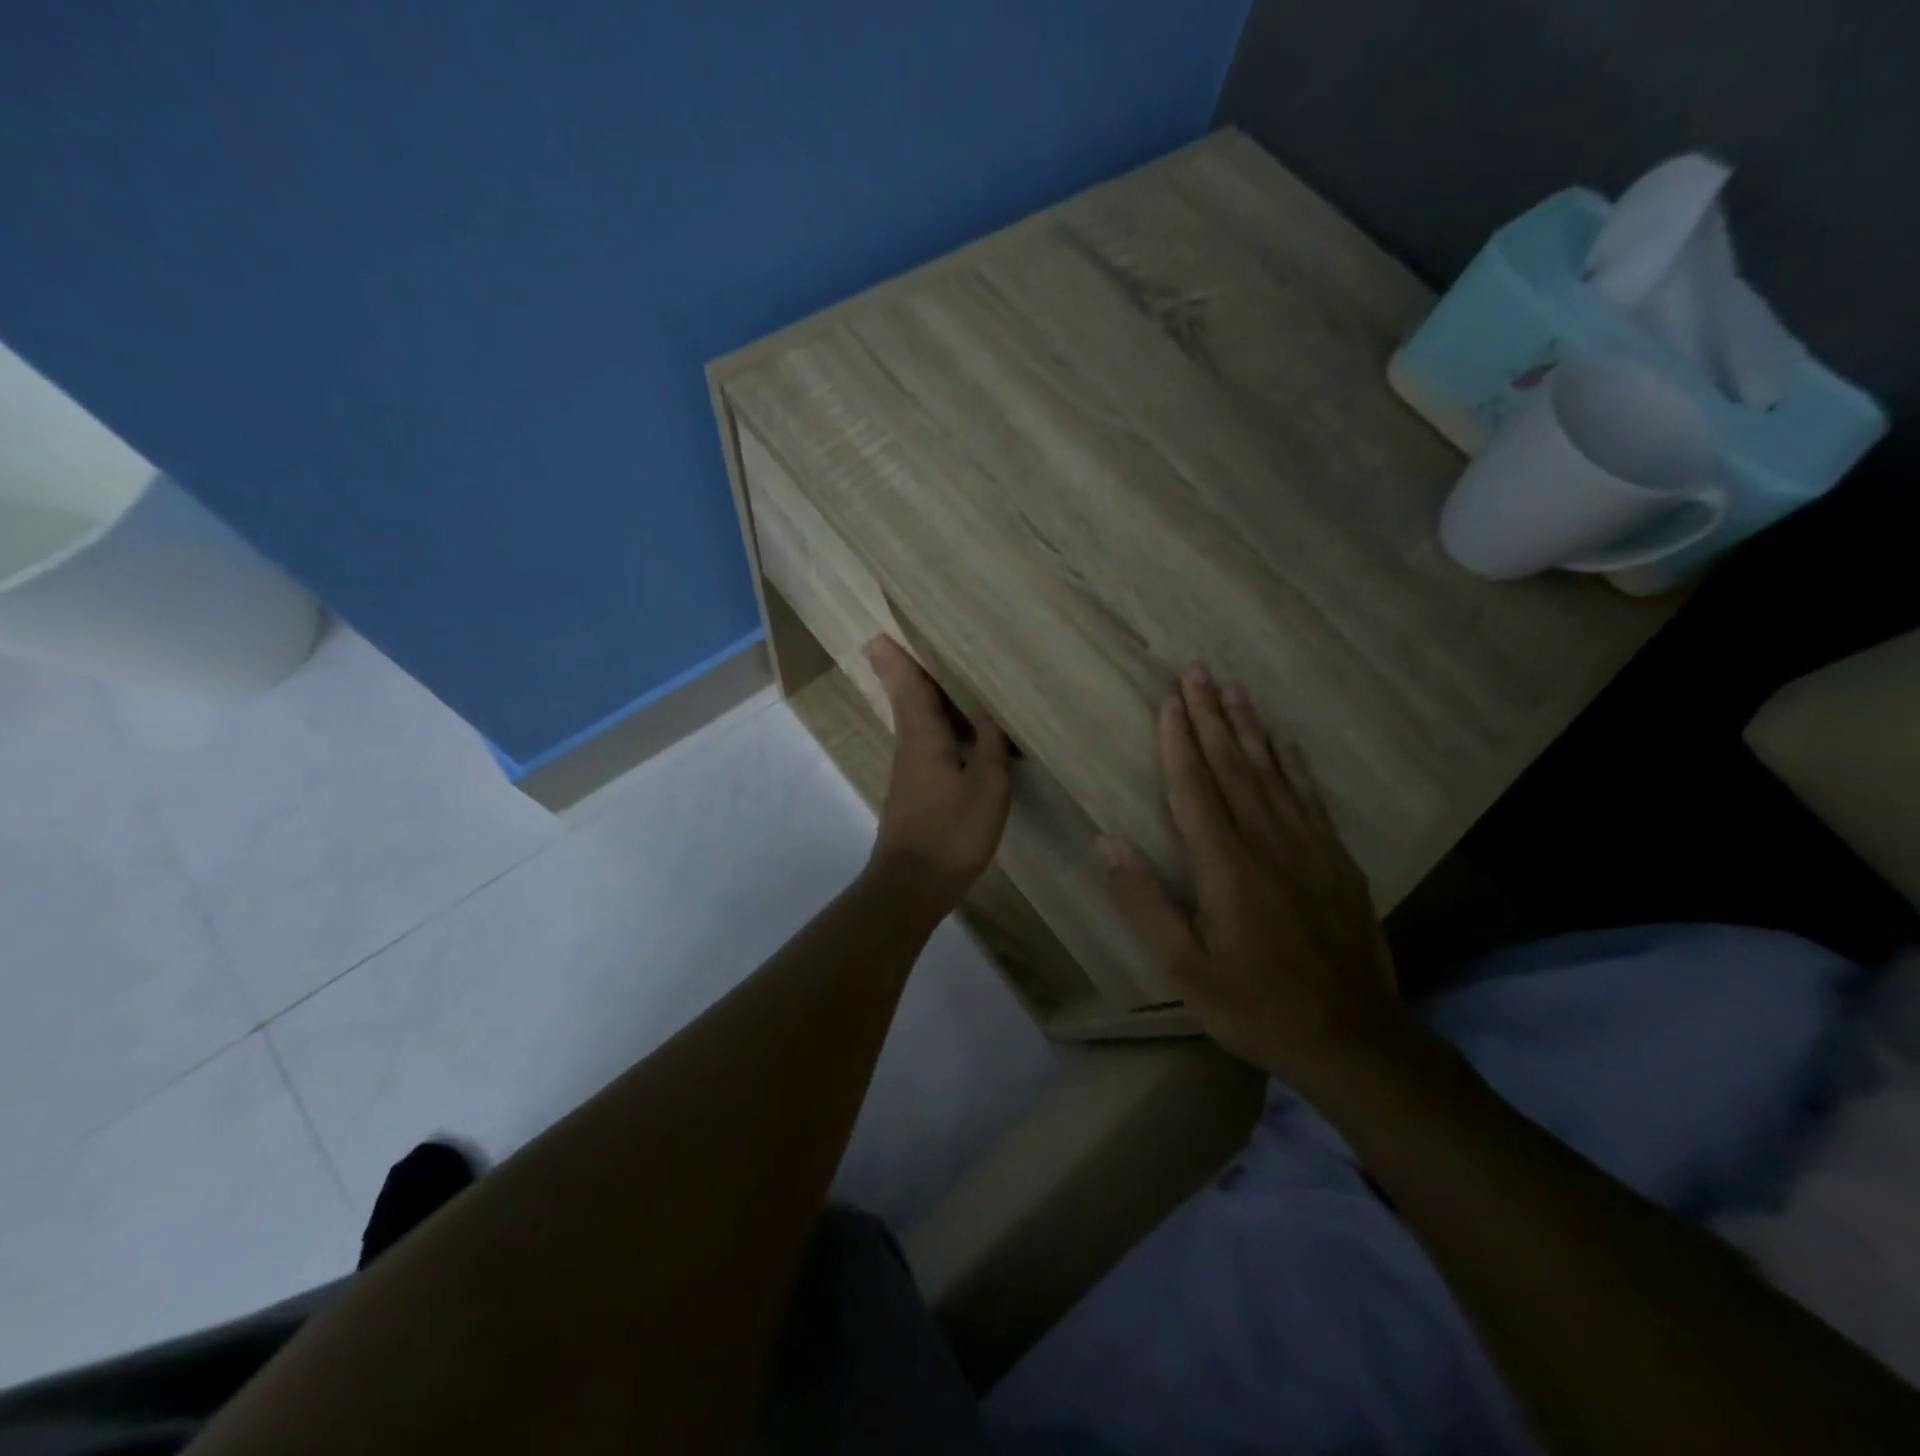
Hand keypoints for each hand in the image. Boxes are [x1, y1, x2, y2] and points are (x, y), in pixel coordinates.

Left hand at [863, 635, 1012, 914]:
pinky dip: (941, 729)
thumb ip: (992, 747)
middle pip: (909, 701)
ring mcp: (910, 773)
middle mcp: (910, 748)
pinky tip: (963, 734)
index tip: (879, 634)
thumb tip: (991, 714)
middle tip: (915, 643)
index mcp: (923, 738)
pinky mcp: (916, 793)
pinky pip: (928, 747)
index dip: (897, 661)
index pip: (909, 688)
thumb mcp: (987, 787)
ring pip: (918, 724)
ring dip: (927, 699)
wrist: (912, 886)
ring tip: (950, 678)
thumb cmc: (951, 832)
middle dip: (909, 672)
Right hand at [1098, 665, 1405, 1080]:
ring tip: (1234, 689)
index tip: (1170, 701)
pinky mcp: (1337, 861)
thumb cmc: (1255, 1005)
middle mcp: (1267, 844)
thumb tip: (1107, 841)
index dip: (1180, 742)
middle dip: (1212, 716)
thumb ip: (1144, 902)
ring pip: (1273, 773)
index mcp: (1225, 867)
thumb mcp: (1184, 969)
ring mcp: (1309, 848)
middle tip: (1198, 671)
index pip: (1195, 789)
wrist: (1352, 1038)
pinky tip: (1285, 741)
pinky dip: (1294, 763)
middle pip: (1234, 767)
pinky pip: (1310, 797)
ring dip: (1250, 728)